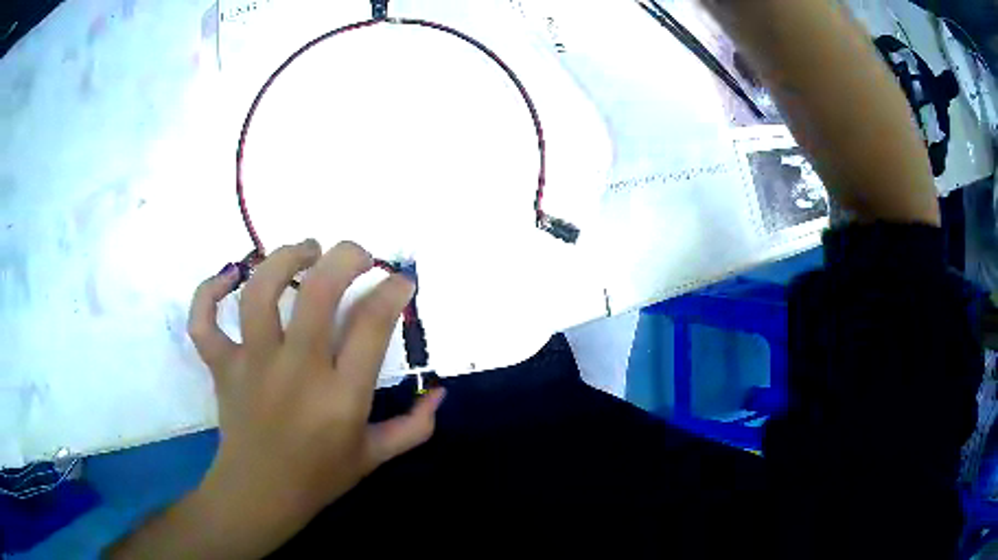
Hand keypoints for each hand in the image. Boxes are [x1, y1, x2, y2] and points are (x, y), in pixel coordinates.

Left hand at [185, 240, 443, 556]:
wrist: (260, 495)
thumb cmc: (319, 477)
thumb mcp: (375, 458)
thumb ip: (415, 427)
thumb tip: (441, 393)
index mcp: (340, 397)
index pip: (372, 325)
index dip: (392, 291)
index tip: (401, 280)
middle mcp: (296, 372)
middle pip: (318, 292)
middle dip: (346, 258)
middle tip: (358, 255)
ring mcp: (253, 365)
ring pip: (261, 292)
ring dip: (285, 259)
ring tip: (305, 251)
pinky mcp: (222, 366)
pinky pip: (204, 321)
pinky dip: (208, 292)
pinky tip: (228, 277)